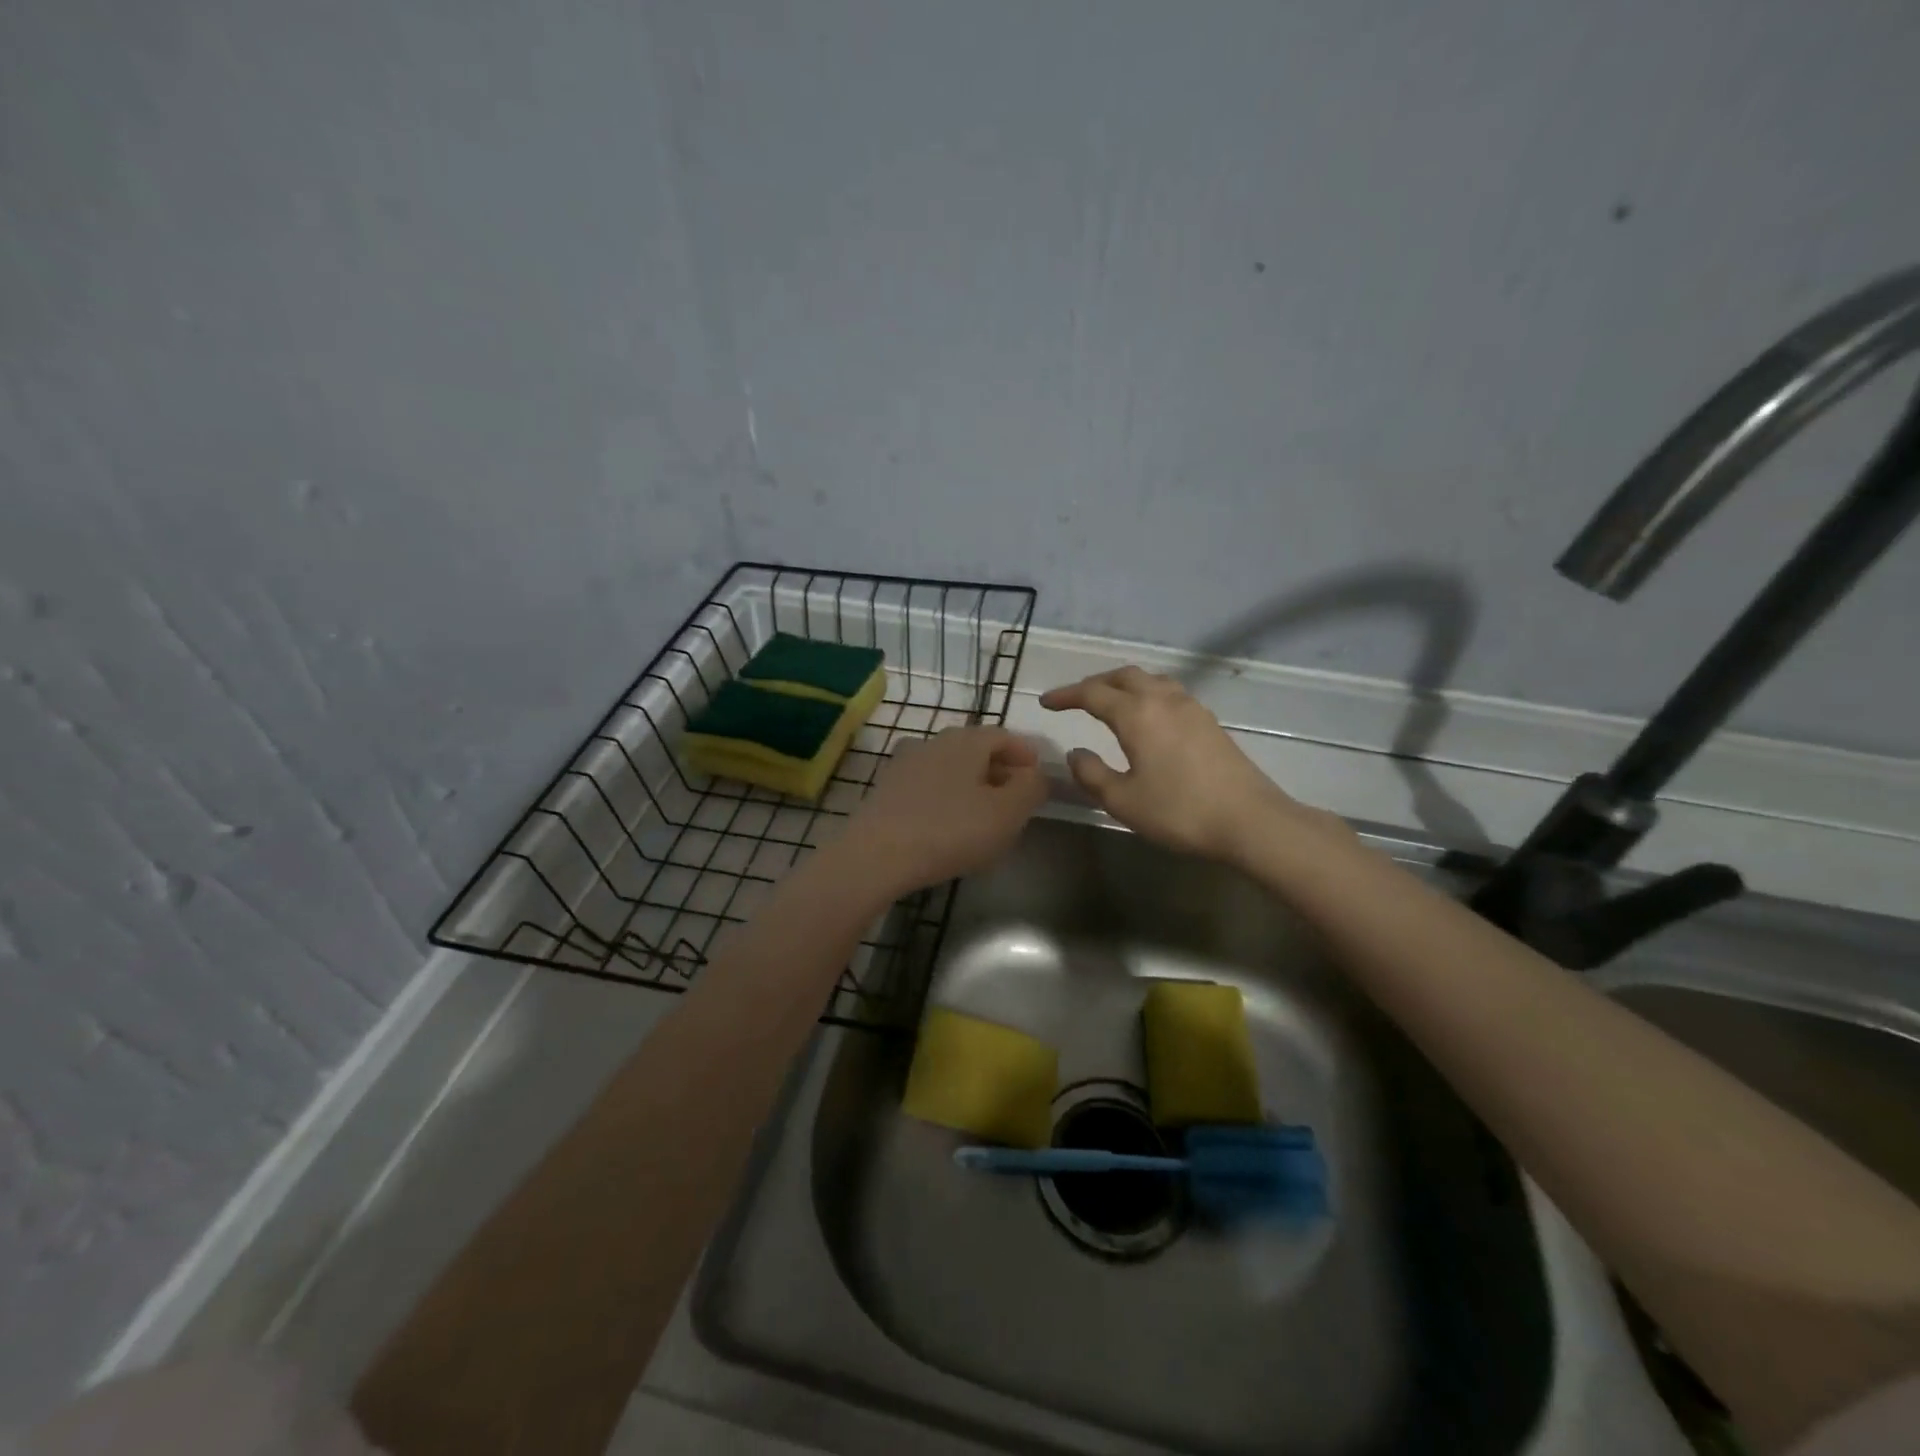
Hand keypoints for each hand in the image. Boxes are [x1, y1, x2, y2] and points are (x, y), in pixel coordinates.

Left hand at [841, 725, 1047, 896]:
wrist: (877, 855)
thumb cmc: (951, 830)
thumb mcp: (1007, 813)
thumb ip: (1031, 788)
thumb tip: (1036, 775)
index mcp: (966, 740)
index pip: (1004, 736)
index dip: (1025, 754)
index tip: (1037, 777)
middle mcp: (934, 741)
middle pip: (975, 749)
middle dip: (998, 770)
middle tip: (1014, 798)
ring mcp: (905, 764)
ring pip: (949, 768)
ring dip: (970, 784)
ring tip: (983, 814)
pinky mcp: (886, 789)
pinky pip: (927, 786)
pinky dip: (945, 798)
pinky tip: (948, 825)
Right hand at [1040, 667, 1348, 864]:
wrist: (1249, 820)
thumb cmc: (1179, 811)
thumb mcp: (1123, 800)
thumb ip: (1092, 774)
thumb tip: (1075, 753)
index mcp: (1136, 714)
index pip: (1092, 693)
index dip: (1065, 696)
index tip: (1045, 702)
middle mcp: (1162, 700)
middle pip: (1123, 676)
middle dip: (1094, 683)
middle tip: (1075, 699)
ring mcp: (1191, 707)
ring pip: (1149, 680)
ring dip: (1123, 685)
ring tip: (1109, 702)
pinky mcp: (1208, 721)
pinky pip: (1168, 693)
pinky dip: (1146, 694)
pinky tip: (1147, 717)